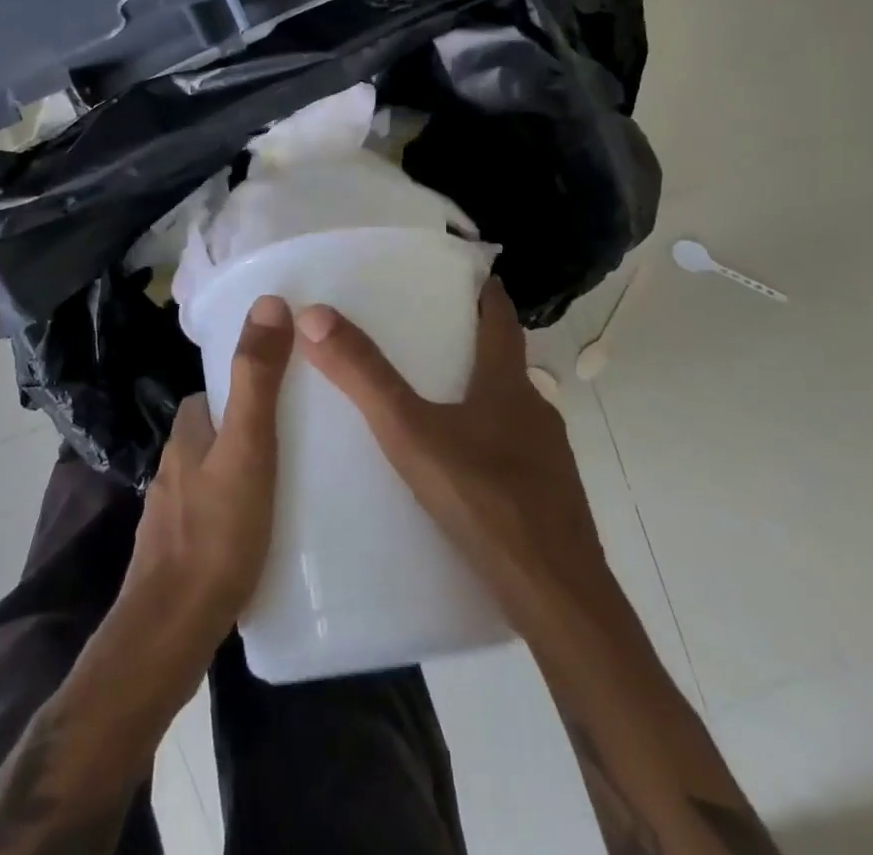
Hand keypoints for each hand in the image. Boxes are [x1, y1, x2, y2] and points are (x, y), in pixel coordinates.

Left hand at [116, 294, 293, 664]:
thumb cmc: (216, 533)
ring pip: (219, 472)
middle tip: (305, 434)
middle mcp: (175, 466)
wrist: (172, 634)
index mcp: (186, 433)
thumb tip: (269, 301)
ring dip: (250, 468)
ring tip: (298, 480)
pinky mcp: (184, 550)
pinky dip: (243, 508)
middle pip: (219, 430)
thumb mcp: (247, 446)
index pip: (216, 389)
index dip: (249, 381)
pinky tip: (272, 528)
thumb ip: (257, 378)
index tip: (292, 386)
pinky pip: (220, 511)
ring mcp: (175, 511)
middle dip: (254, 426)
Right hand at [294, 279, 612, 632]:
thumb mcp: (411, 434)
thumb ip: (364, 377)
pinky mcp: (548, 498)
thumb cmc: (485, 502)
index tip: (462, 272)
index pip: (500, 317)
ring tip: (429, 400)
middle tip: (422, 333)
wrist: (558, 601)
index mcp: (509, 384)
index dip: (484, 290)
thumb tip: (315, 315)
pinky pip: (511, 451)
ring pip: (508, 408)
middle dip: (468, 342)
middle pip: (504, 361)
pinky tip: (454, 468)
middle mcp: (535, 410)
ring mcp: (547, 457)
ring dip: (476, 394)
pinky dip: (484, 440)